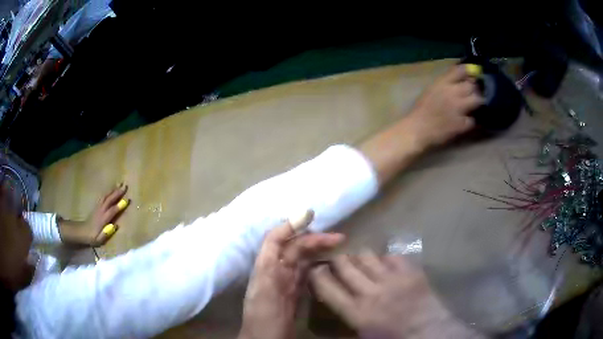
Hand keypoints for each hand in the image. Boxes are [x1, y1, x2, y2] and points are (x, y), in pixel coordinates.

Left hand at [58, 184, 128, 245]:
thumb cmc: (93, 237)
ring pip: (106, 196)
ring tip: (120, 184)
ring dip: (113, 190)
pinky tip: (112, 189)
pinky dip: (108, 192)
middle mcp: (101, 210)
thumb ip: (106, 233)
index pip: (112, 210)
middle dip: (117, 193)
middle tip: (125, 186)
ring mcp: (98, 207)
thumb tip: (115, 226)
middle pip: (110, 200)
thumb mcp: (99, 239)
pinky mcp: (97, 206)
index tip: (127, 199)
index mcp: (103, 219)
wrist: (82, 231)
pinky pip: (103, 196)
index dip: (120, 205)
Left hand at [239, 222, 343, 338]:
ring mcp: (286, 282)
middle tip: (340, 238)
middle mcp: (276, 270)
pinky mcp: (295, 294)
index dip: (291, 224)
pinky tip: (331, 267)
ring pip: (303, 260)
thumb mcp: (265, 283)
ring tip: (339, 248)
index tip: (312, 215)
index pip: (277, 238)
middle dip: (315, 239)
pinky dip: (319, 267)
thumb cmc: (264, 313)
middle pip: (295, 248)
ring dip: (319, 252)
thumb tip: (289, 226)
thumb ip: (274, 253)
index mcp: (266, 266)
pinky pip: (307, 275)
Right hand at [310, 253, 484, 338]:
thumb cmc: (392, 338)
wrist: (428, 332)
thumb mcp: (362, 334)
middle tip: (339, 263)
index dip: (317, 273)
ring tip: (362, 263)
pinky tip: (386, 266)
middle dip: (337, 260)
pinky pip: (390, 255)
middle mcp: (370, 291)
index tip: (316, 268)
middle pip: (344, 264)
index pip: (326, 285)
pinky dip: (385, 259)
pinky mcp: (409, 271)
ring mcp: (391, 278)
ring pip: (365, 255)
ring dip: (360, 258)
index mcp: (355, 311)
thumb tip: (333, 299)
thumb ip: (345, 316)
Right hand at [406, 65, 483, 148]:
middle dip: (475, 89)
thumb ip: (446, 83)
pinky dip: (470, 120)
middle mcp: (452, 92)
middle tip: (474, 93)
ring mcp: (458, 108)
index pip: (461, 70)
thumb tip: (461, 79)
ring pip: (477, 100)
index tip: (473, 74)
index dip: (470, 71)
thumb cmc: (421, 109)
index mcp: (442, 82)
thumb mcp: (431, 89)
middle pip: (472, 85)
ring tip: (474, 106)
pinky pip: (472, 119)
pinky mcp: (461, 124)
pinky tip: (465, 121)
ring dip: (477, 102)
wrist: (417, 129)